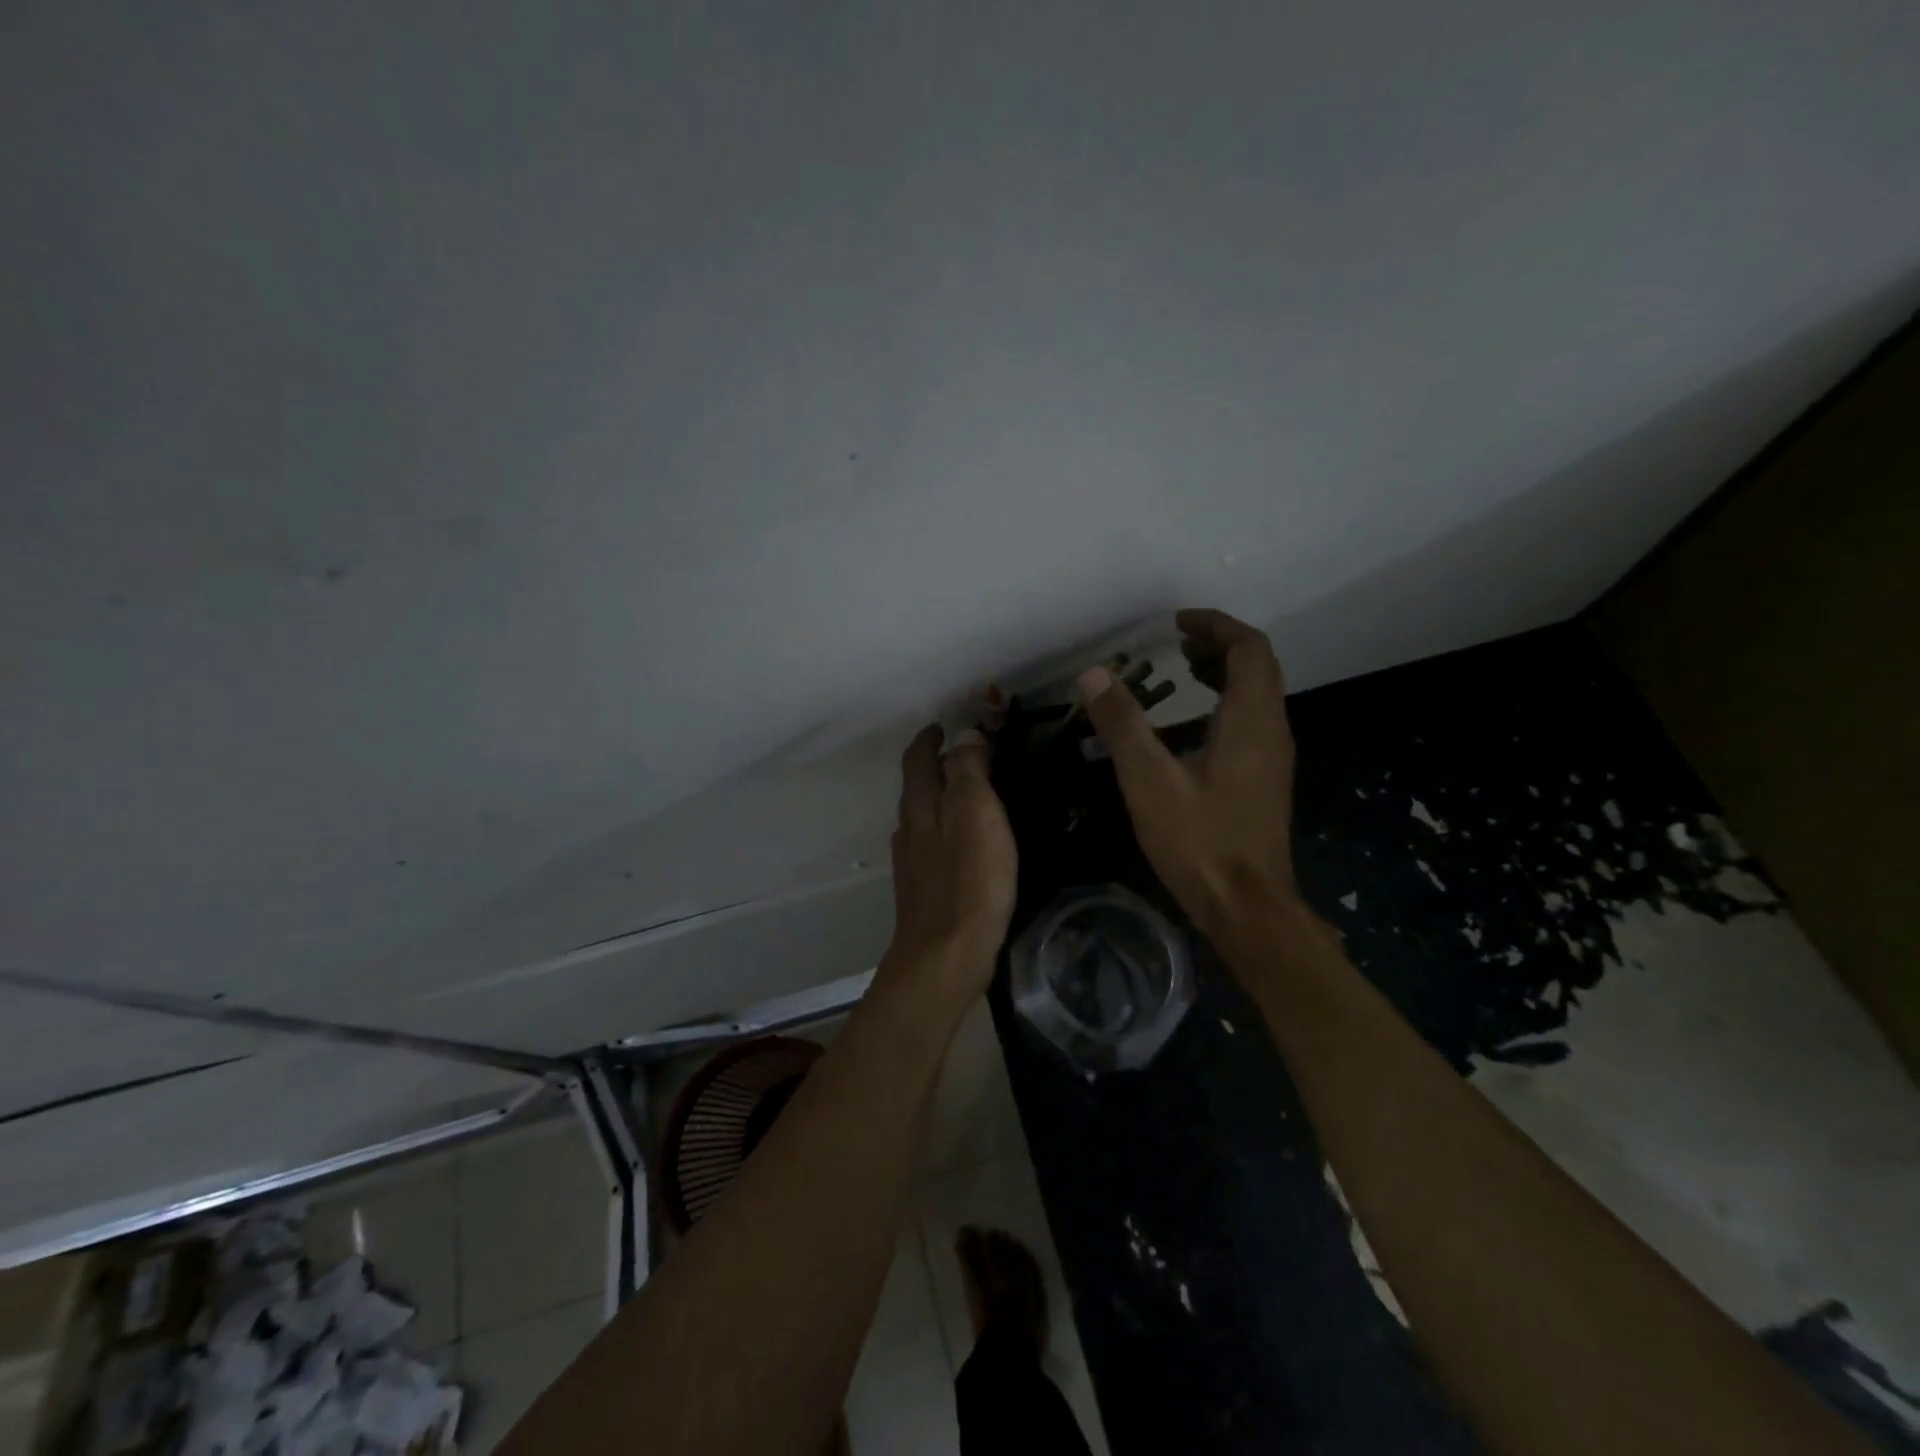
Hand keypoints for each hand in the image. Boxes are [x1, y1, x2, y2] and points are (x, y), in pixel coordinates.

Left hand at [880, 724, 1016, 1000]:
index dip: (929, 739)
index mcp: (921, 807)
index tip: (941, 726)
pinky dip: (943, 829)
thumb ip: (969, 771)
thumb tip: (964, 736)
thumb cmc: (969, 881)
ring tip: (966, 794)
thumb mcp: (976, 813)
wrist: (945, 957)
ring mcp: (912, 863)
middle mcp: (908, 830)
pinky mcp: (922, 891)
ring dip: (938, 798)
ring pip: (921, 817)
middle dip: (934, 766)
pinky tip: (960, 843)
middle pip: (916, 788)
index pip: (918, 760)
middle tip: (963, 755)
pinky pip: (930, 844)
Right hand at [1080, 609, 1298, 939]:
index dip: (1216, 626)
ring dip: (1224, 674)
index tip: (1177, 622)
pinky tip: (1189, 728)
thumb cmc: (1199, 841)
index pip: (1249, 649)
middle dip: (1219, 645)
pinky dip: (1224, 704)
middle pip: (1258, 667)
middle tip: (1176, 642)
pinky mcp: (1265, 780)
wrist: (1247, 907)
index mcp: (1251, 721)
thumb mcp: (1149, 781)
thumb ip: (1122, 725)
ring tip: (1182, 671)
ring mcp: (1273, 758)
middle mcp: (1272, 730)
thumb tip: (1093, 675)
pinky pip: (1251, 722)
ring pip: (1257, 696)